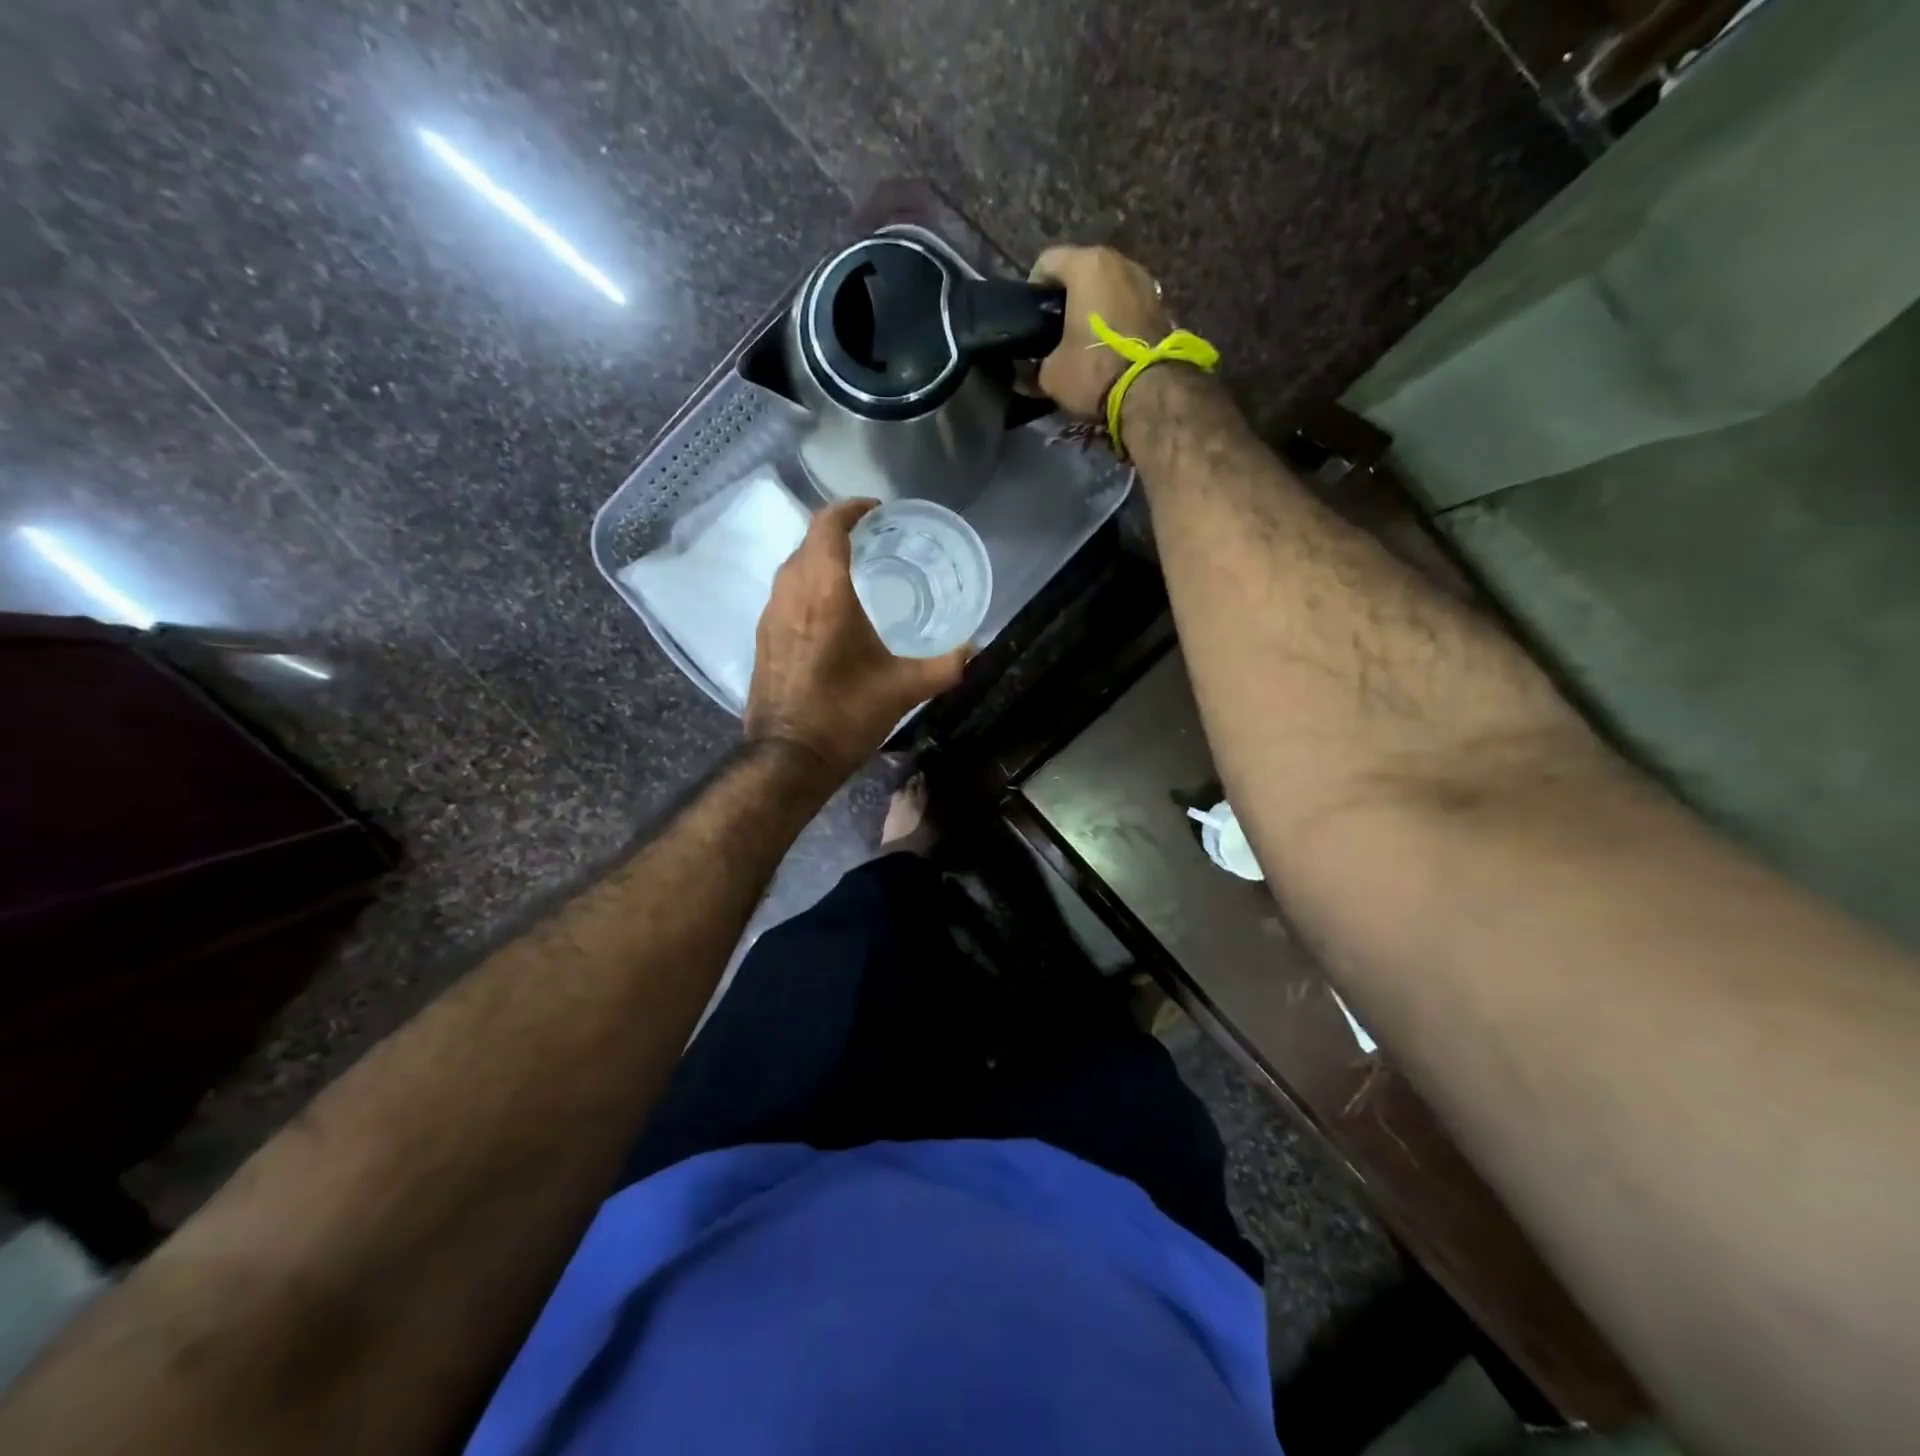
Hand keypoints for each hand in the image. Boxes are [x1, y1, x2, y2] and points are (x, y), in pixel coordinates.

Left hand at [745, 498, 971, 780]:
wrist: (788, 758)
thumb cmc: (845, 716)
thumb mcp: (903, 690)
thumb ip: (944, 666)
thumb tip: (973, 650)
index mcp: (824, 592)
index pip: (828, 525)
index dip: (851, 508)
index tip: (877, 511)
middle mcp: (791, 593)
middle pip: (809, 542)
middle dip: (840, 533)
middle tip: (875, 542)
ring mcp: (770, 615)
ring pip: (794, 568)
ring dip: (821, 560)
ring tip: (856, 574)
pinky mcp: (763, 638)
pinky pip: (786, 594)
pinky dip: (808, 587)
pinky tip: (831, 614)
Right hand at [1028, 245, 1171, 418]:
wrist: (1150, 393)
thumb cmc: (1093, 370)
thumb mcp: (1051, 374)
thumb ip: (1037, 364)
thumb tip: (1032, 369)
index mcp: (1087, 265)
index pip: (1047, 261)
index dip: (1033, 289)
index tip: (1031, 318)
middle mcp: (1119, 261)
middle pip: (1081, 270)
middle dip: (1066, 296)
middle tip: (1054, 330)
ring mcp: (1144, 281)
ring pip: (1107, 286)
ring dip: (1094, 307)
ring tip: (1082, 339)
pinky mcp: (1161, 305)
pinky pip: (1127, 304)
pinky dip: (1115, 318)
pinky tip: (1107, 346)